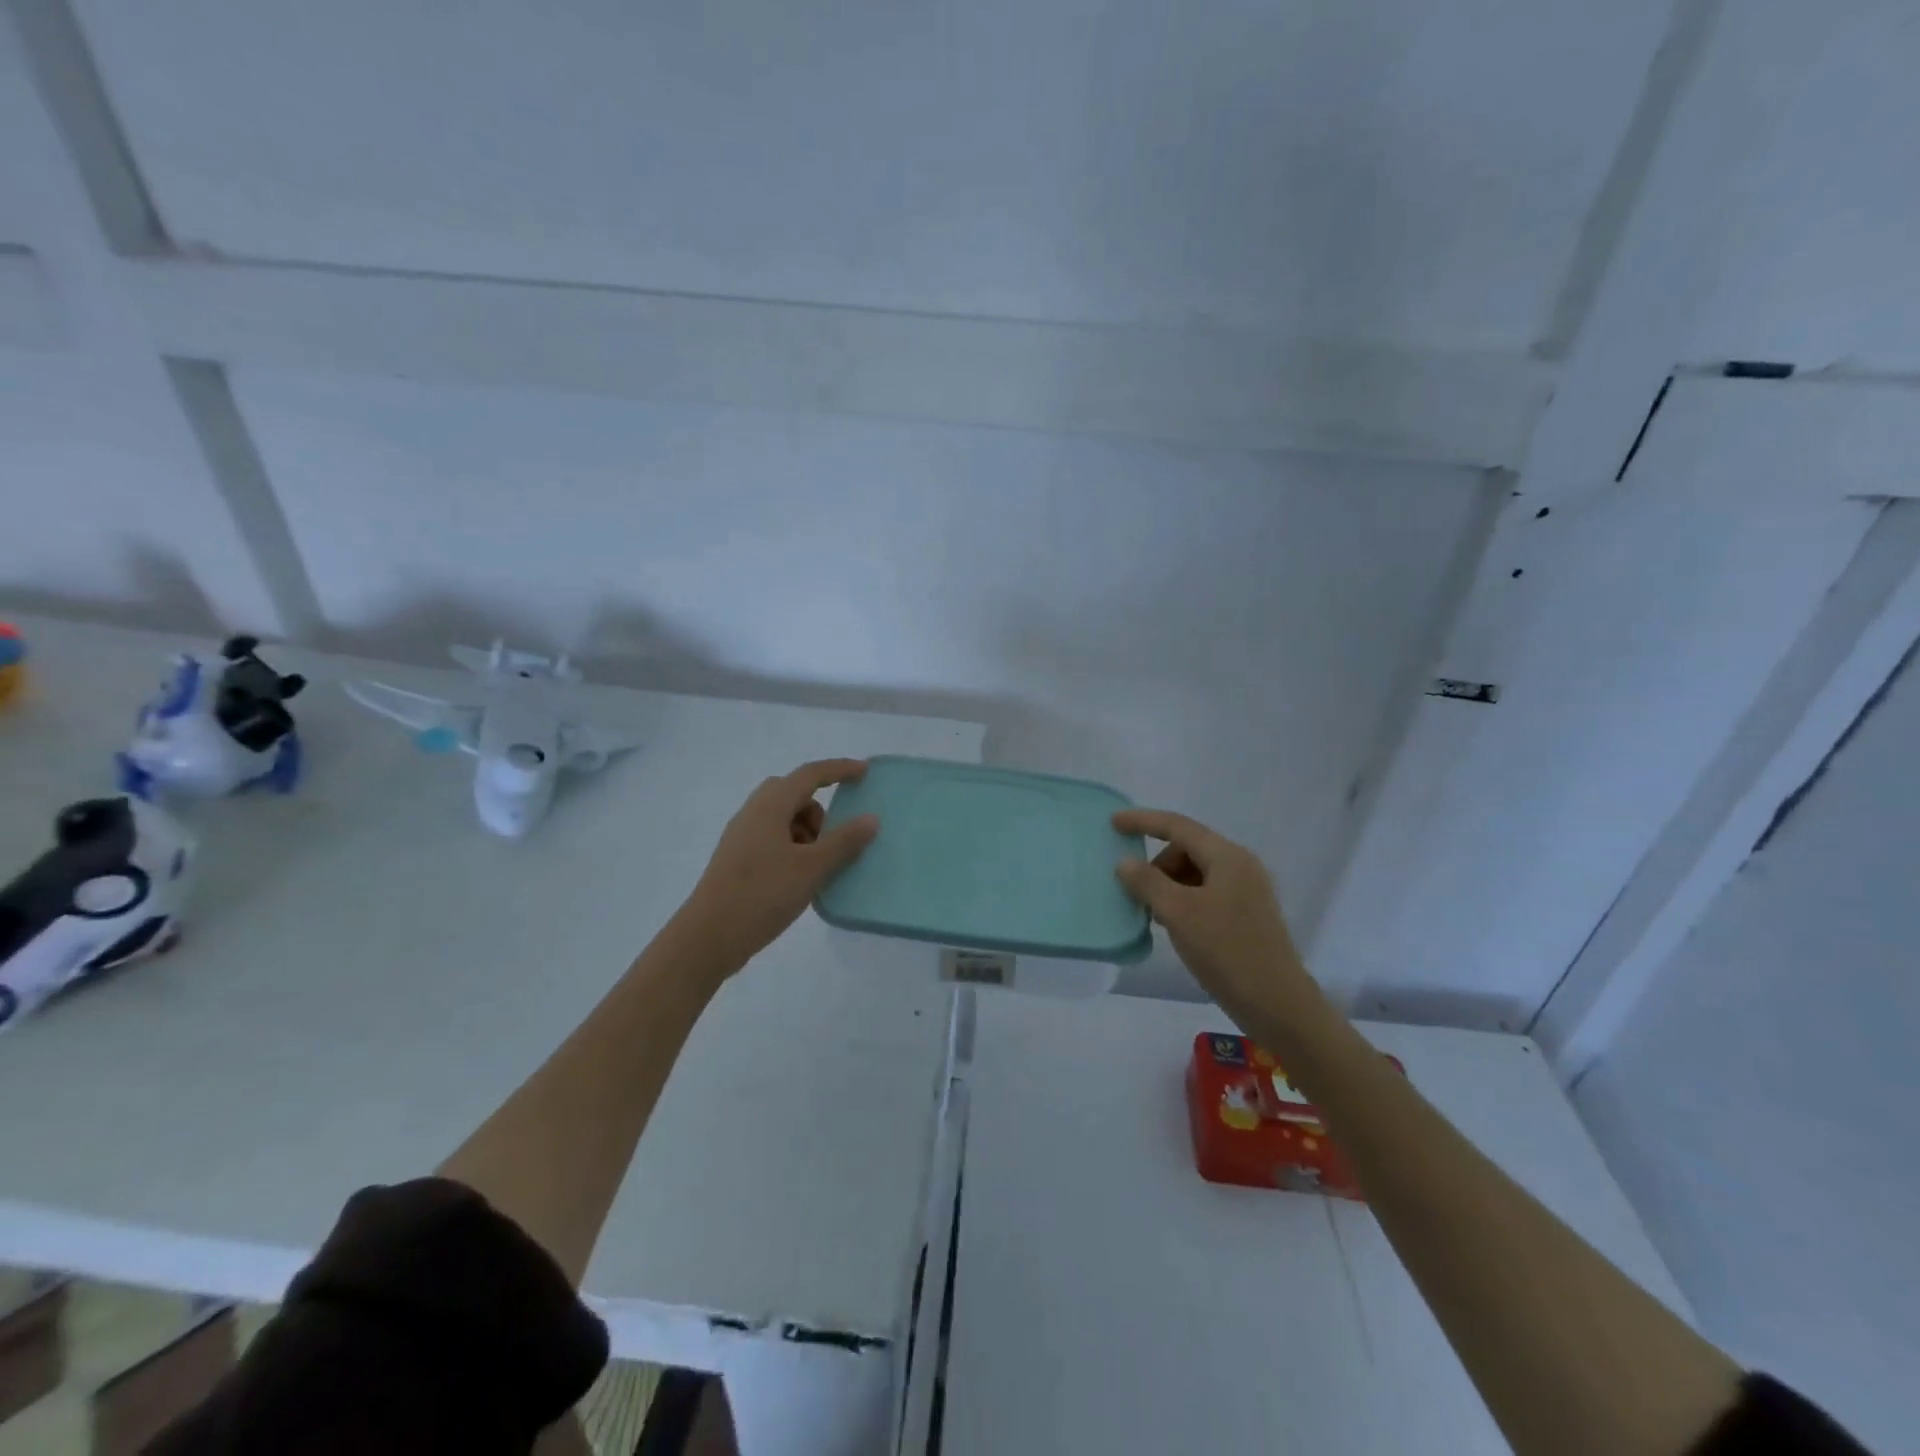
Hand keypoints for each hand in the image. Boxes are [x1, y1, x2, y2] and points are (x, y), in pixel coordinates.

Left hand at [678, 759, 879, 969]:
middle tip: (835, 836)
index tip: (865, 772)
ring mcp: (741, 836)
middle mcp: (753, 812)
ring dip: (806, 830)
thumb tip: (870, 818)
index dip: (839, 769)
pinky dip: (793, 847)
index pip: (810, 774)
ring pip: (783, 818)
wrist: (707, 938)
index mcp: (770, 805)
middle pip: (794, 793)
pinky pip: (773, 838)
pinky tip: (800, 878)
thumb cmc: (763, 894)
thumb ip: (844, 841)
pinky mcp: (737, 859)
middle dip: (820, 809)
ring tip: (818, 865)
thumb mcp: (811, 868)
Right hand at [1112, 809, 1316, 1025]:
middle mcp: (1240, 866)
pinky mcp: (1247, 915)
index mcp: (1227, 857)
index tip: (1113, 823)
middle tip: (1138, 894)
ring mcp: (1247, 891)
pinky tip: (1174, 926)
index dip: (1143, 821)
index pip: (1178, 826)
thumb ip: (1148, 882)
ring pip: (1196, 872)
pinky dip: (1184, 900)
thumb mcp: (1179, 913)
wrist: (1277, 1005)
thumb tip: (1125, 862)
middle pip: (1187, 848)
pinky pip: (1206, 893)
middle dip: (1157, 864)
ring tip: (1154, 914)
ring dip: (1169, 885)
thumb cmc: (1226, 951)